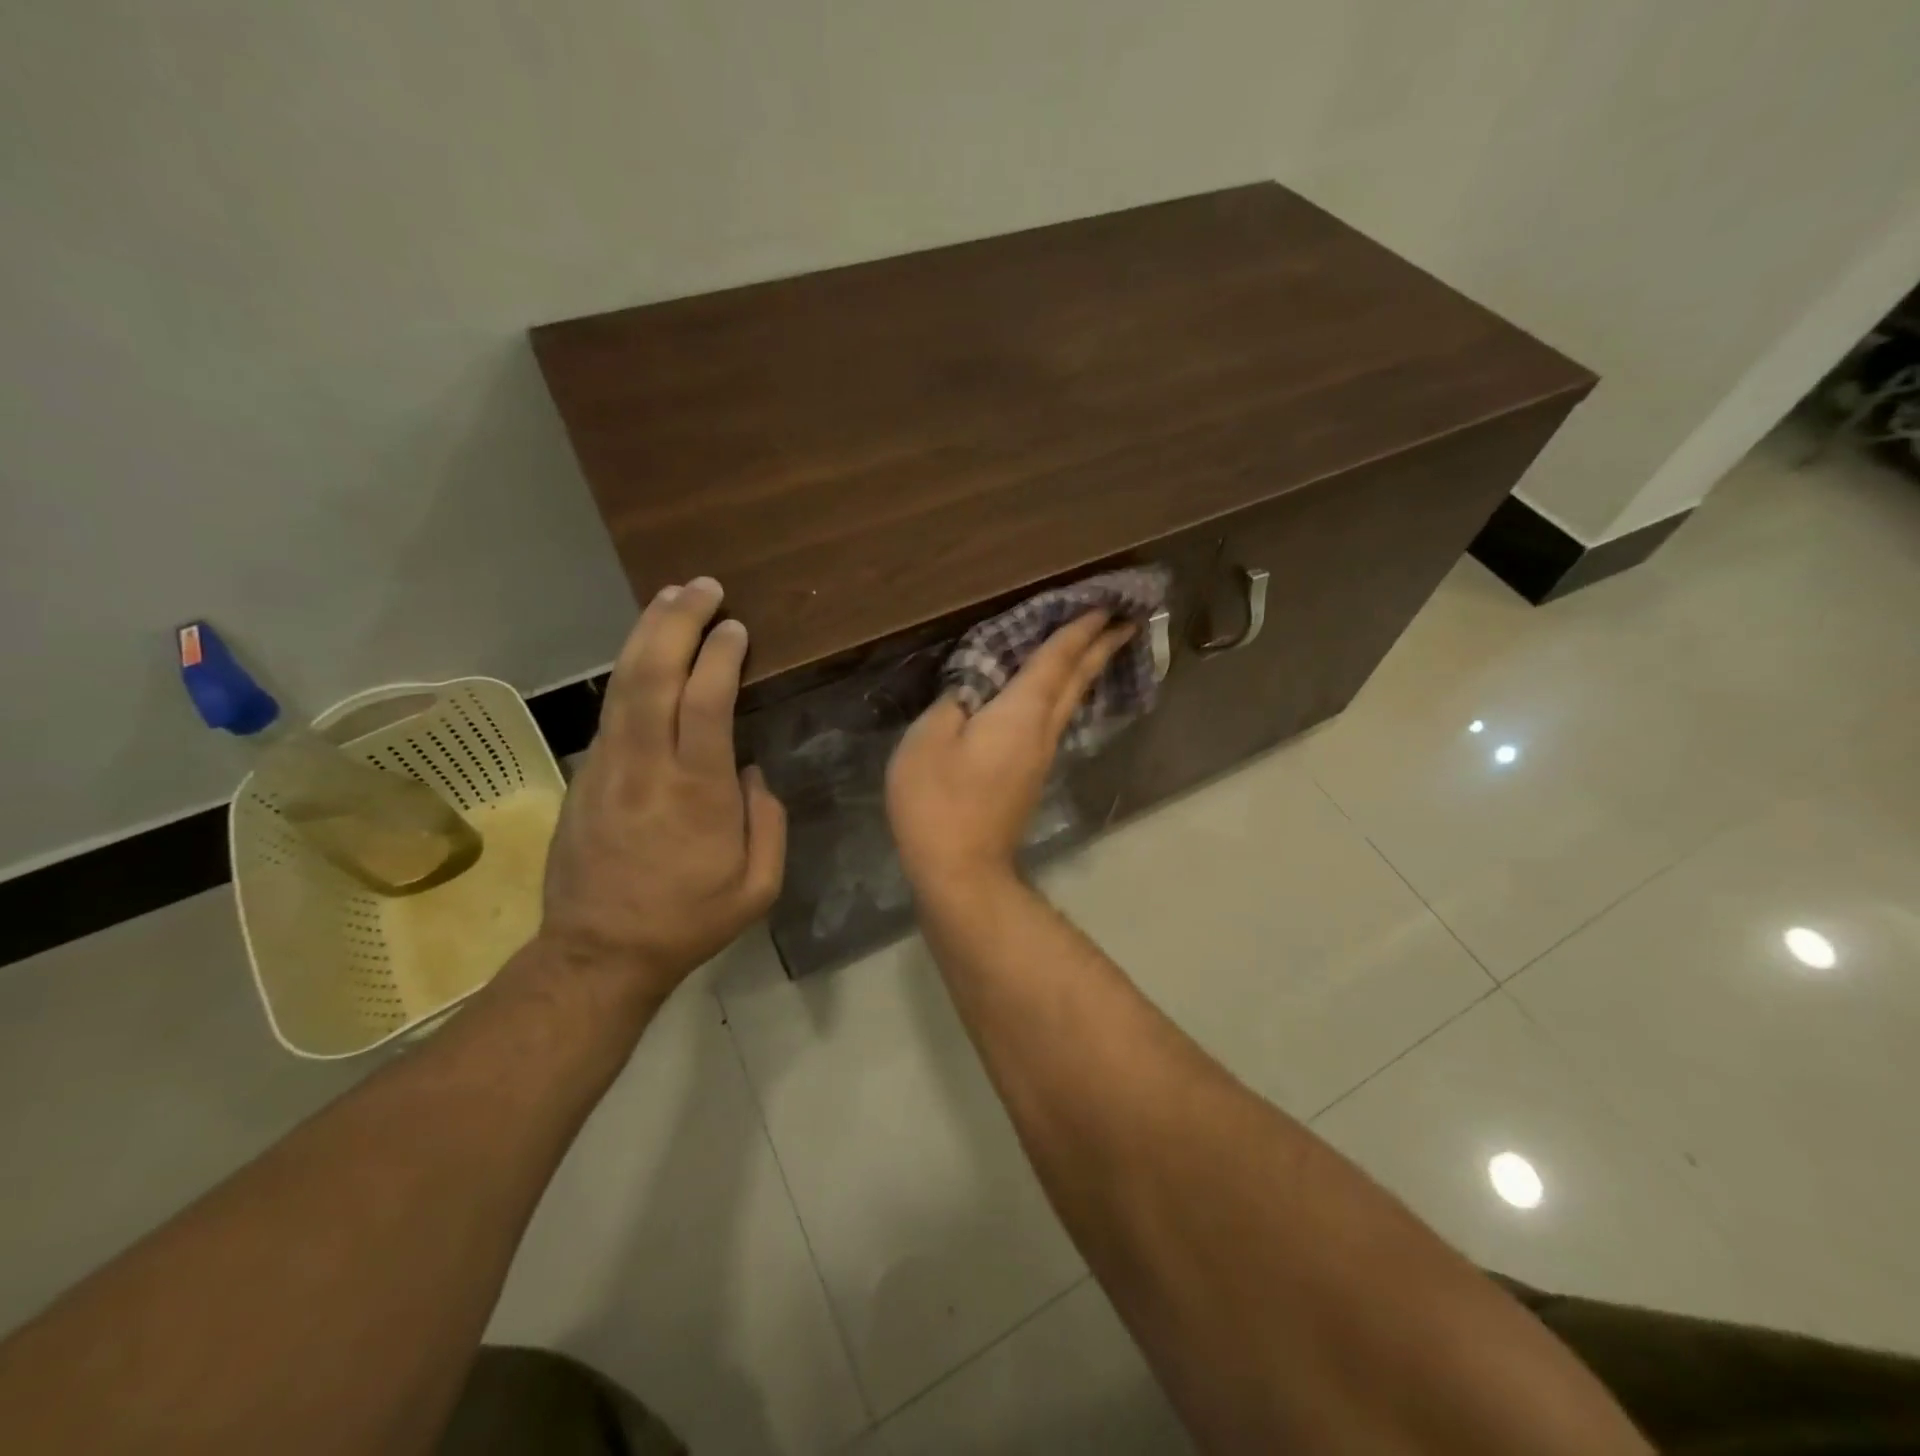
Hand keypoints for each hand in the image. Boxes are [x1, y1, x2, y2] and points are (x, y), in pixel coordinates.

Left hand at [539, 577, 785, 1004]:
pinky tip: (645, 652)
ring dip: (647, 634)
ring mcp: (607, 767)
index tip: (736, 627)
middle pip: (654, 675)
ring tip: (670, 598)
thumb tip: (750, 772)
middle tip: (702, 587)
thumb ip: (767, 821)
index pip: (706, 702)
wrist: (598, 953)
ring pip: (623, 684)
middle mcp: (647, 767)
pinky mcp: (585, 774)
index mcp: (697, 793)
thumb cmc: (688, 921)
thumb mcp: (758, 886)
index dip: (720, 656)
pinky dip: (630, 669)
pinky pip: (611, 709)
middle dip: (677, 622)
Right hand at [886, 611, 1133, 894]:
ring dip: (1086, 670)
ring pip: (1070, 701)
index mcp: (1021, 712)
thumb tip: (971, 689)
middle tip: (1127, 620)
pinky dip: (1064, 695)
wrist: (961, 870)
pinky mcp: (1030, 777)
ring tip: (1099, 647)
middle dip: (1101, 647)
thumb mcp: (928, 741)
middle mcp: (1042, 730)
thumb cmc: (939, 801)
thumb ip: (951, 703)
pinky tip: (1057, 695)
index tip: (1105, 603)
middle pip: (1077, 679)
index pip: (1056, 659)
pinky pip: (1054, 721)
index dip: (1079, 628)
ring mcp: (1039, 757)